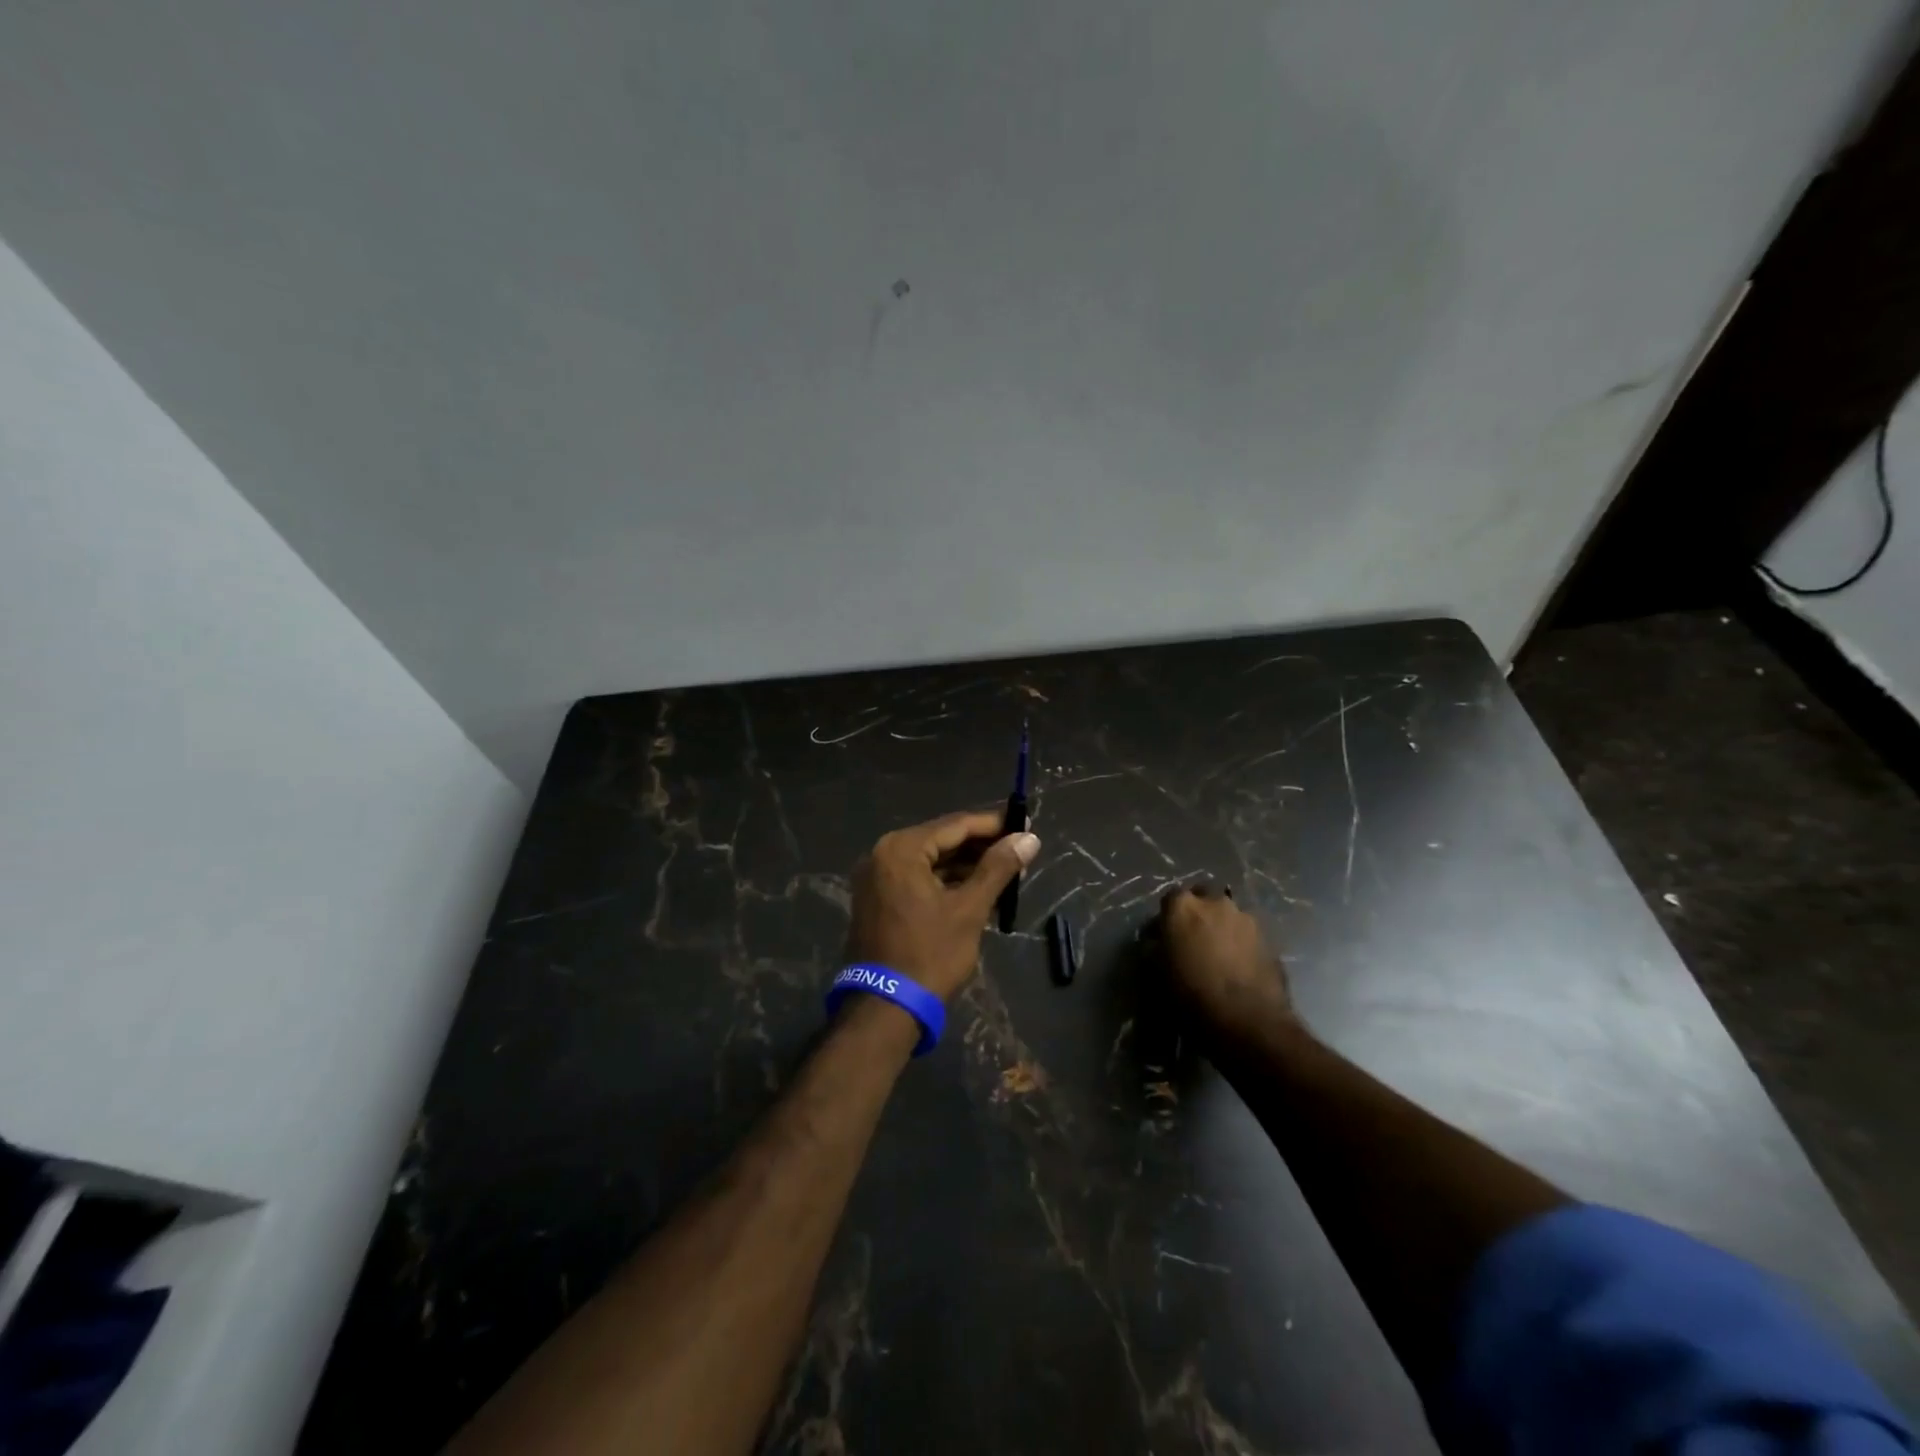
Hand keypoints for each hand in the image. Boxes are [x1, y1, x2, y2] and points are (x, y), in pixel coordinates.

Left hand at [845, 810, 1040, 1001]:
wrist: (885, 1007)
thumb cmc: (930, 954)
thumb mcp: (969, 909)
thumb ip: (998, 868)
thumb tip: (1028, 838)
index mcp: (902, 849)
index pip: (955, 825)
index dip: (993, 824)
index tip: (1025, 823)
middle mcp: (883, 854)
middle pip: (942, 840)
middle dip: (982, 846)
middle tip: (1020, 850)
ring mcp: (877, 877)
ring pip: (931, 860)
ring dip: (966, 865)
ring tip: (1007, 870)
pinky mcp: (878, 898)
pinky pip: (919, 877)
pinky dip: (947, 881)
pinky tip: (978, 887)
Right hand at [1160, 885, 1300, 1041]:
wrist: (1248, 1021)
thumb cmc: (1193, 994)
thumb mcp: (1159, 972)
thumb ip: (1157, 948)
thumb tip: (1157, 942)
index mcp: (1183, 906)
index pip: (1170, 898)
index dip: (1168, 917)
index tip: (1165, 936)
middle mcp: (1216, 902)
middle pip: (1204, 897)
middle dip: (1199, 913)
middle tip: (1195, 939)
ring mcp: (1246, 918)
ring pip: (1229, 915)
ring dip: (1222, 927)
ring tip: (1220, 955)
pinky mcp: (1269, 938)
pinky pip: (1248, 934)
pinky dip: (1241, 943)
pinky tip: (1239, 967)